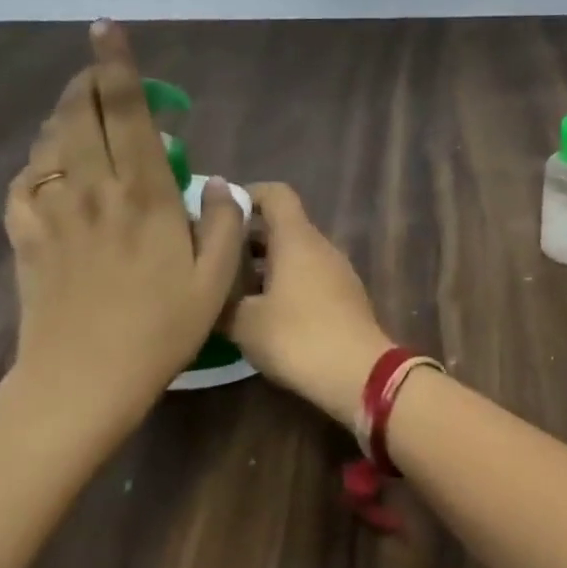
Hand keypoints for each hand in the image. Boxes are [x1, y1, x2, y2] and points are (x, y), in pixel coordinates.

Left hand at [2, 20, 245, 441]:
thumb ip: (223, 221)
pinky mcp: (27, 237)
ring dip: (65, 116)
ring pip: (51, 142)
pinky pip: (25, 183)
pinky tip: (52, 169)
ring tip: (83, 114)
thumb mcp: (215, 280)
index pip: (128, 113)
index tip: (107, 30)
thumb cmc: (160, 330)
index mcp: (144, 194)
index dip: (117, 67)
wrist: (82, 381)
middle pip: (80, 114)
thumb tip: (218, 181)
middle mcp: (94, 190)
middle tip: (100, 71)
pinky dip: (39, 163)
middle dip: (87, 81)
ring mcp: (53, 212)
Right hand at [226, 184, 392, 429]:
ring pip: (296, 255)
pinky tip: (264, 313)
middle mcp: (321, 246)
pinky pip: (310, 277)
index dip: (247, 195)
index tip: (219, 213)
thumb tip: (208, 287)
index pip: (276, 194)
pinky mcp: (345, 297)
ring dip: (265, 265)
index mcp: (297, 238)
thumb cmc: (297, 337)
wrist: (358, 373)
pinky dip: (285, 284)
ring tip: (232, 290)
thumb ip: (222, 297)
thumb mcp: (244, 321)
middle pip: (284, 226)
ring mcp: (338, 271)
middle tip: (214, 259)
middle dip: (248, 238)